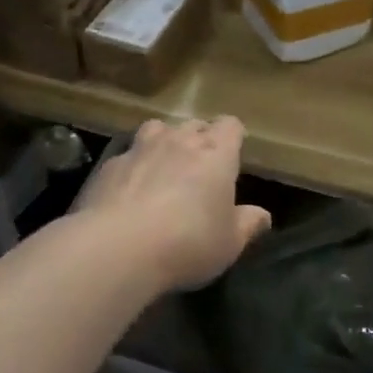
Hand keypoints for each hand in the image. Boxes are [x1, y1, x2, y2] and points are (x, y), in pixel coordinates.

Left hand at [72, 118, 270, 291]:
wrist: (119, 247)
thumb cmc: (188, 243)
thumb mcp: (229, 243)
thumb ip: (247, 224)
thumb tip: (263, 215)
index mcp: (215, 154)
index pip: (230, 125)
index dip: (232, 136)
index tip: (233, 152)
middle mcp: (178, 140)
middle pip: (194, 124)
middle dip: (199, 139)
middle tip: (200, 167)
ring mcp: (140, 148)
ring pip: (157, 129)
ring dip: (163, 142)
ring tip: (163, 167)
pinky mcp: (110, 165)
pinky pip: (127, 156)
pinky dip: (132, 167)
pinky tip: (129, 192)